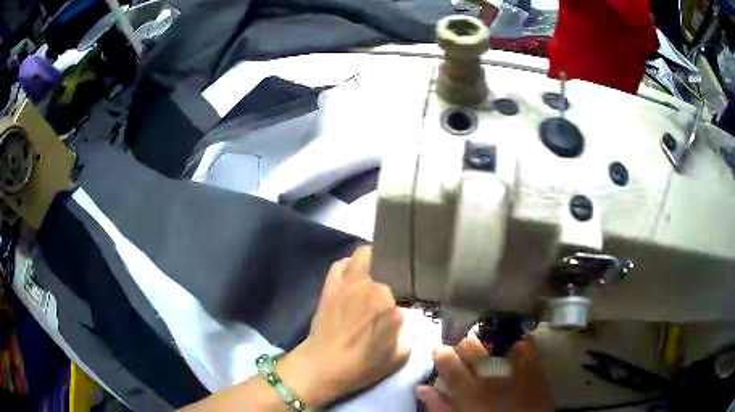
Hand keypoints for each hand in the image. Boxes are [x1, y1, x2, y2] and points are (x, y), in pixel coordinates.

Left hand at [277, 246, 412, 406]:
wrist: (324, 365)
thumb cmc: (364, 364)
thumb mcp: (400, 355)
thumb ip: (415, 331)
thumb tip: (421, 315)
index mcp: (389, 302)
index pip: (410, 289)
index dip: (411, 297)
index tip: (411, 305)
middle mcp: (369, 284)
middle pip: (389, 267)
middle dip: (395, 277)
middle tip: (396, 289)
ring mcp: (347, 281)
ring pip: (366, 254)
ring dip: (375, 261)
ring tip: (379, 274)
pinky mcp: (331, 284)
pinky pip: (342, 263)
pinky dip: (351, 265)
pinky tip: (356, 276)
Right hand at [416, 334, 553, 411]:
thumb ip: (439, 406)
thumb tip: (422, 388)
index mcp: (469, 390)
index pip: (447, 359)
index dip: (441, 354)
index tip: (441, 355)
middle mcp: (491, 373)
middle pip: (470, 344)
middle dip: (463, 348)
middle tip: (464, 359)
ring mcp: (515, 366)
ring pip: (495, 338)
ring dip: (487, 342)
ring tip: (487, 352)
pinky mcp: (534, 365)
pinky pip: (523, 342)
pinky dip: (515, 342)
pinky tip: (510, 350)